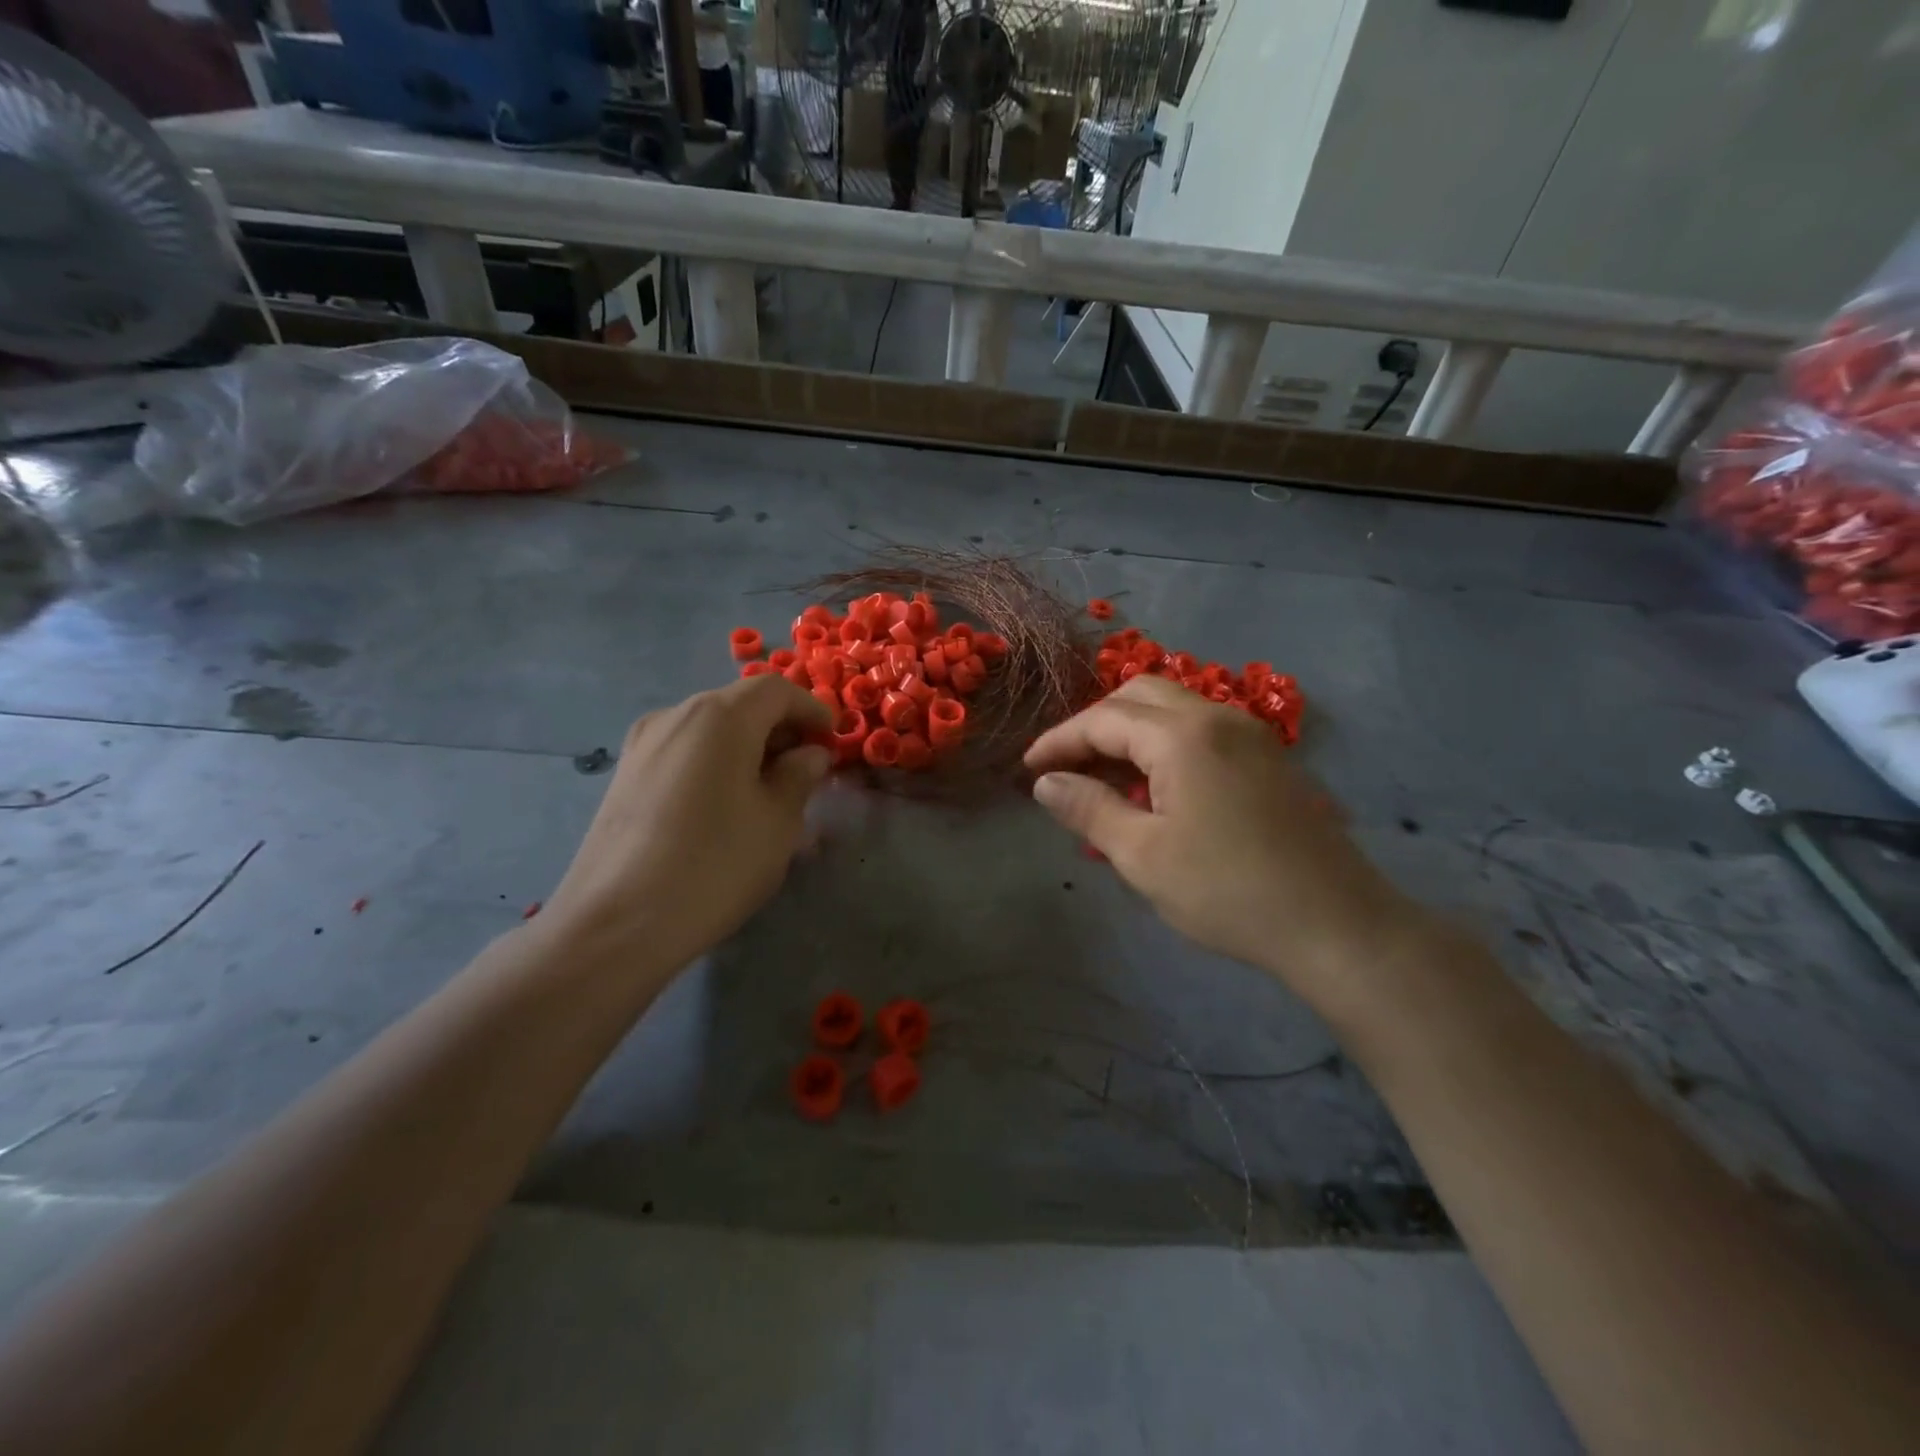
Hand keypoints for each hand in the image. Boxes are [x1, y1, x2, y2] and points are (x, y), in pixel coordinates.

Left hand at [541, 676, 833, 976]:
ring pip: (710, 729)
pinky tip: (725, 805)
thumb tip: (809, 753)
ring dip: (748, 747)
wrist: (616, 925)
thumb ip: (800, 775)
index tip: (832, 740)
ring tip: (769, 790)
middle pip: (739, 704)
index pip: (776, 690)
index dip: (811, 709)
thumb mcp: (778, 821)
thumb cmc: (715, 866)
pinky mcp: (625, 774)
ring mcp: (643, 744)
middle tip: (806, 769)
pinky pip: (684, 751)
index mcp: (720, 717)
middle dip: (780, 729)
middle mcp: (676, 715)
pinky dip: (715, 762)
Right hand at [1024, 677, 1426, 1017]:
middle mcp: (1218, 717)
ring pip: (1173, 710)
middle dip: (1094, 725)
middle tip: (1066, 767)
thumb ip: (1089, 809)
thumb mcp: (1143, 855)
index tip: (1028, 769)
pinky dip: (1164, 744)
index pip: (1103, 719)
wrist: (1335, 924)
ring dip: (1130, 732)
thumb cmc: (1227, 891)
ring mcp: (1250, 735)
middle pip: (1139, 696)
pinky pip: (1202, 731)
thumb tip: (1045, 782)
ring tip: (1103, 779)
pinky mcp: (1269, 758)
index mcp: (1182, 736)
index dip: (1059, 741)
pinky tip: (1155, 788)